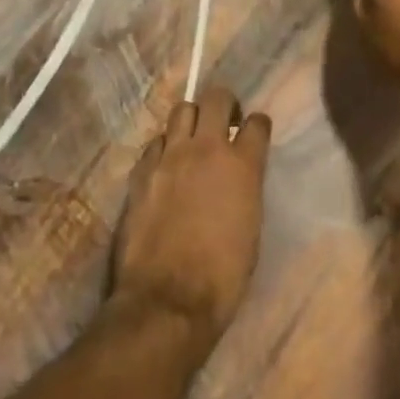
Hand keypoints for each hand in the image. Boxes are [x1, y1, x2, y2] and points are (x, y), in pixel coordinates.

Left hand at [110, 90, 270, 355]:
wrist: (168, 301)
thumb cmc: (222, 277)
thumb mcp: (251, 228)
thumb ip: (246, 189)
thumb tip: (239, 177)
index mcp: (243, 165)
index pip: (257, 123)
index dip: (257, 126)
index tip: (254, 133)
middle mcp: (207, 149)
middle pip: (217, 97)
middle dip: (224, 104)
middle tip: (224, 123)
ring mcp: (170, 156)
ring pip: (181, 110)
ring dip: (191, 120)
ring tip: (192, 140)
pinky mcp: (142, 171)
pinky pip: (155, 142)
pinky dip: (164, 147)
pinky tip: (165, 166)